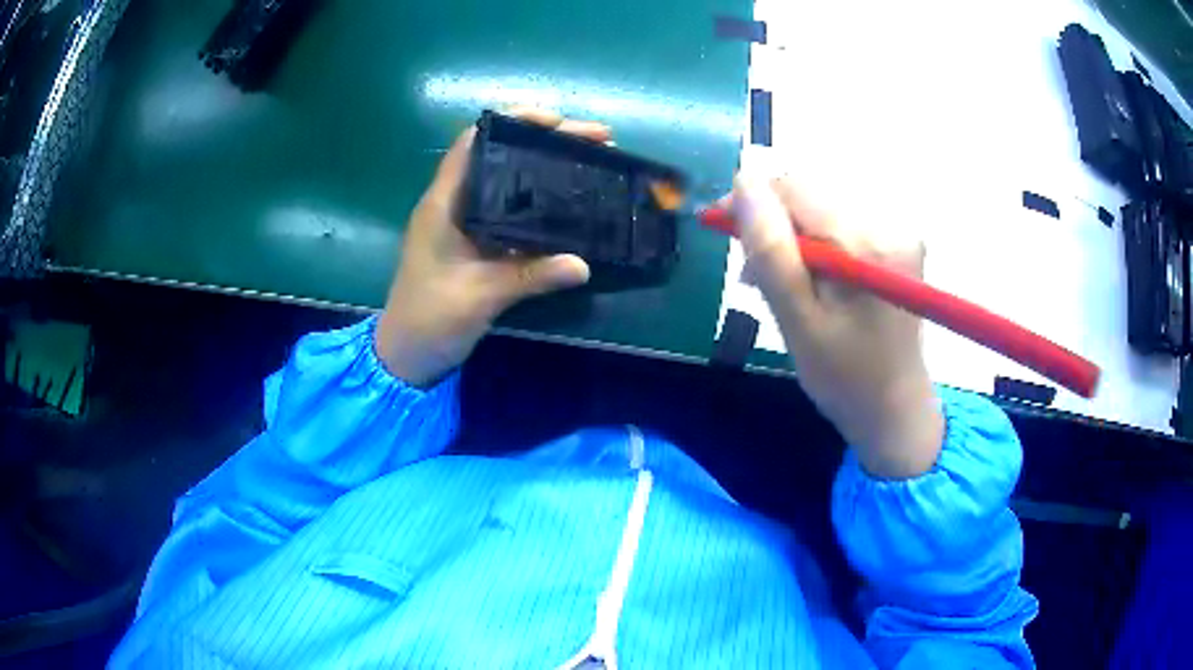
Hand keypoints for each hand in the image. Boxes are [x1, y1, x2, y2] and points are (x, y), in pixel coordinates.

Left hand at [376, 109, 610, 386]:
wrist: (407, 355)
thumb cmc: (429, 319)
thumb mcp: (479, 296)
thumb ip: (530, 277)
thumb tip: (584, 264)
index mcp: (444, 203)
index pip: (475, 141)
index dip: (514, 122)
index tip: (557, 121)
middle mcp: (455, 204)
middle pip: (502, 155)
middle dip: (548, 141)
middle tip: (598, 140)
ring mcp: (467, 224)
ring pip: (511, 181)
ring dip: (549, 168)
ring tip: (594, 161)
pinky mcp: (479, 244)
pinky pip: (514, 211)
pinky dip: (543, 201)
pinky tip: (573, 203)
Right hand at [730, 176, 943, 478]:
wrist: (896, 409)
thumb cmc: (844, 377)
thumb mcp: (797, 321)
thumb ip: (770, 251)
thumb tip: (744, 182)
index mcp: (866, 243)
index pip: (795, 188)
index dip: (752, 201)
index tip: (722, 229)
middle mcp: (890, 223)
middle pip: (811, 194)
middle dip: (774, 223)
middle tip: (752, 274)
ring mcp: (900, 231)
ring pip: (823, 207)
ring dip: (793, 235)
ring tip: (780, 283)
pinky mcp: (899, 242)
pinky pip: (843, 222)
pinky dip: (817, 242)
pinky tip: (811, 277)